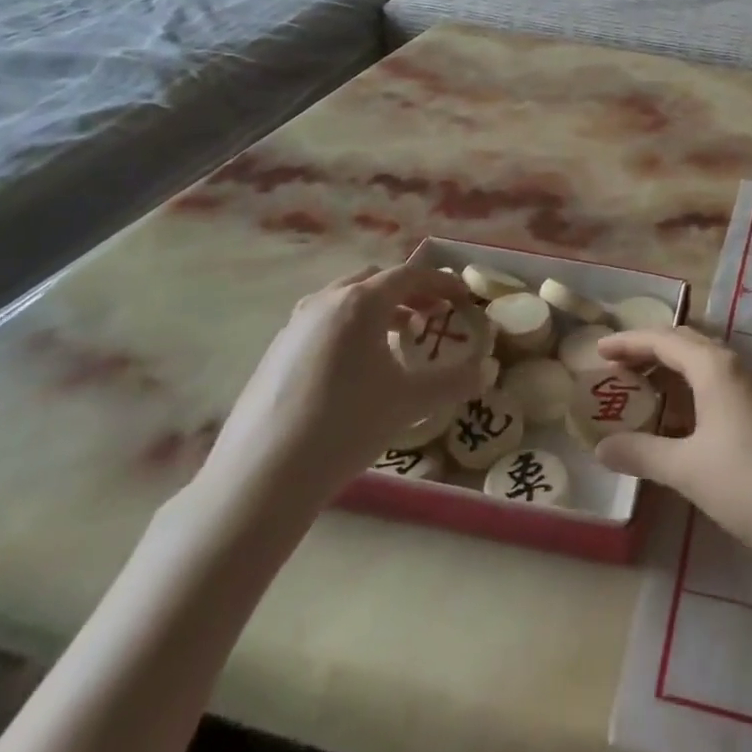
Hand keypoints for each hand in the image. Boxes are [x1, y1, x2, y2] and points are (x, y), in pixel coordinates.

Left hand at [199, 263, 481, 509]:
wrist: (263, 475)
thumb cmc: (346, 425)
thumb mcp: (410, 402)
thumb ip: (455, 381)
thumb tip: (488, 371)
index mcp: (361, 302)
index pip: (410, 276)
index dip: (442, 283)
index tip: (464, 298)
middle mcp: (325, 301)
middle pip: (375, 279)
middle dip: (409, 291)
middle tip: (432, 315)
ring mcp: (294, 325)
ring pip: (345, 299)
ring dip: (377, 308)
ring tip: (397, 338)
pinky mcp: (275, 351)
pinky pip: (322, 322)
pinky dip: (349, 327)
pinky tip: (355, 367)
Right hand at [593, 327, 751, 567]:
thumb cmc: (750, 484)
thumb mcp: (687, 470)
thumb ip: (641, 453)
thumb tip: (600, 446)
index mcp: (714, 367)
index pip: (663, 339)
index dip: (628, 342)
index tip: (597, 349)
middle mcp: (734, 365)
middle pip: (684, 342)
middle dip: (648, 348)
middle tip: (614, 365)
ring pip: (703, 360)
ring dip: (670, 365)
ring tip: (639, 385)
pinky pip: (716, 380)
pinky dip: (689, 384)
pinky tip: (679, 413)